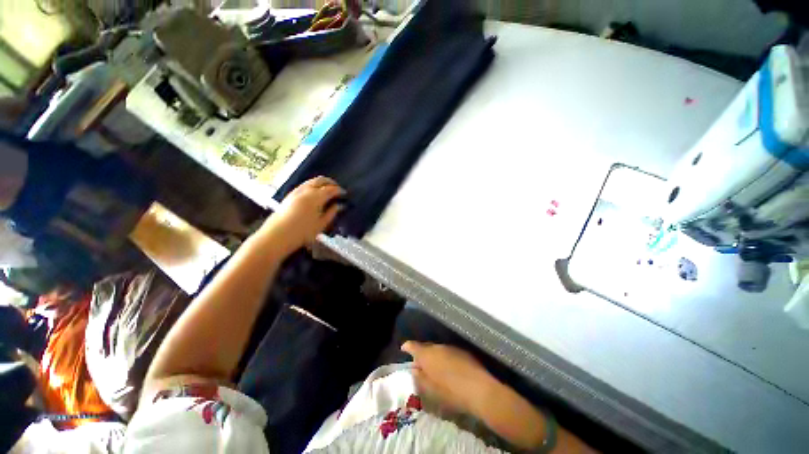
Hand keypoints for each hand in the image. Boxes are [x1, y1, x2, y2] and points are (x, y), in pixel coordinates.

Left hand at [260, 176, 344, 254]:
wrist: (278, 235)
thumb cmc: (303, 231)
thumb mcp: (322, 224)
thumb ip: (332, 213)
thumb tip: (339, 205)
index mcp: (316, 197)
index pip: (331, 189)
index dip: (339, 190)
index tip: (345, 194)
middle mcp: (306, 190)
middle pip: (321, 180)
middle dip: (330, 182)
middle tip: (337, 189)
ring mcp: (297, 191)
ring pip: (311, 181)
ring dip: (321, 183)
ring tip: (327, 190)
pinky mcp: (290, 195)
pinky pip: (304, 185)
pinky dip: (312, 186)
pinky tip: (314, 194)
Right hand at [401, 341, 495, 414]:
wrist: (480, 390)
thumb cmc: (451, 393)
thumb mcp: (431, 390)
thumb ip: (420, 378)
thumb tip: (414, 369)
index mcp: (427, 355)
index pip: (413, 346)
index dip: (407, 347)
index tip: (404, 348)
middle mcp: (438, 347)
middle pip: (426, 347)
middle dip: (421, 353)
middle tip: (419, 364)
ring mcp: (451, 347)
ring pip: (438, 349)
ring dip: (434, 356)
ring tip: (434, 367)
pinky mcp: (462, 351)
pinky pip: (448, 352)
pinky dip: (444, 358)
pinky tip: (448, 368)